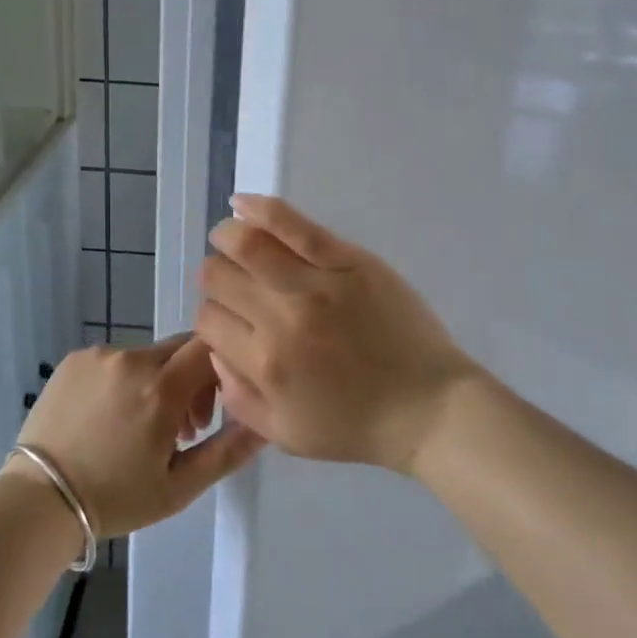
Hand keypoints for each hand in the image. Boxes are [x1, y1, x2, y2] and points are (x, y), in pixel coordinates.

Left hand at [9, 336, 264, 537]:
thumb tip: (267, 423)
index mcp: (161, 388)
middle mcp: (132, 359)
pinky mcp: (76, 359)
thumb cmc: (115, 499)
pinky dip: (126, 380)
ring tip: (142, 428)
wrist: (36, 501)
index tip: (215, 408)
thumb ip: (228, 451)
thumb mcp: (180, 487)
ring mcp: (100, 355)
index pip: (211, 347)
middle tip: (184, 427)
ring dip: (159, 382)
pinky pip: (117, 359)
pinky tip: (110, 419)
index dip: (223, 370)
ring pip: (150, 355)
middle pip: (182, 349)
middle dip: (193, 379)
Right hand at [196, 195, 481, 475]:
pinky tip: (242, 203)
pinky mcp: (349, 261)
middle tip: (233, 282)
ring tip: (229, 237)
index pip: (208, 320)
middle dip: (216, 277)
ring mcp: (317, 284)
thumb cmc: (357, 426)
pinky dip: (260, 209)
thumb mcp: (285, 434)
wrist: (428, 407)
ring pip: (247, 243)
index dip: (211, 316)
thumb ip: (239, 397)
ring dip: (227, 236)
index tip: (229, 318)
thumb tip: (213, 350)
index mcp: (264, 364)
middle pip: (219, 278)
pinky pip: (295, 225)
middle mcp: (281, 319)